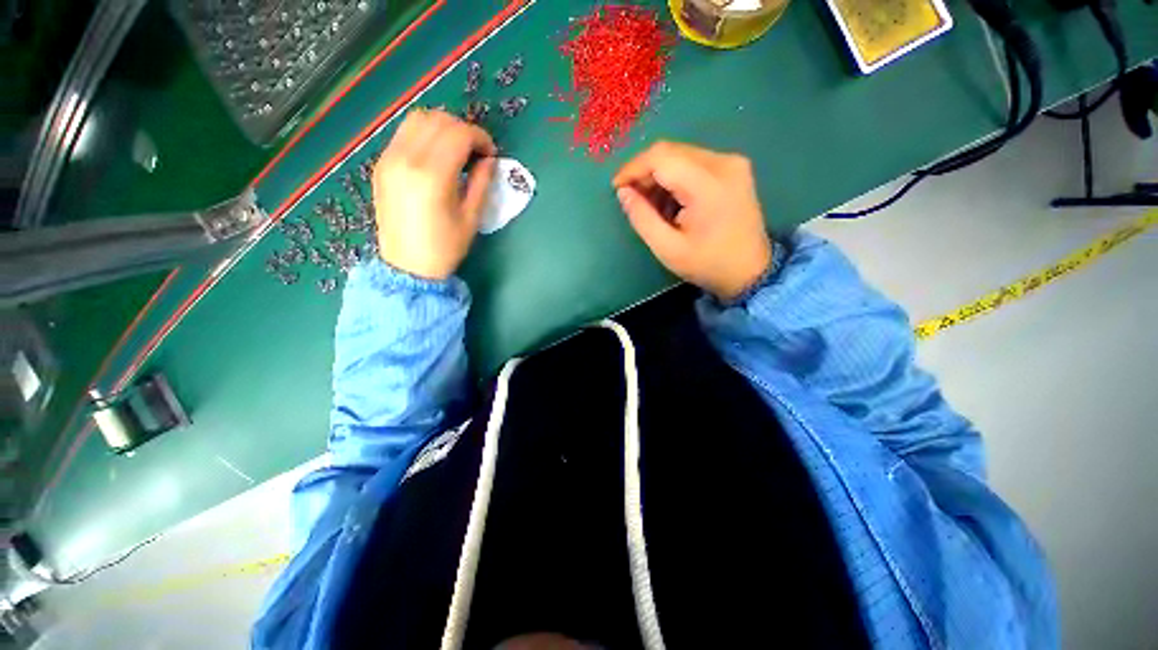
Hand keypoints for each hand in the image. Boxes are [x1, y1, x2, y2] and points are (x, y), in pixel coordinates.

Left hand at [372, 109, 496, 279]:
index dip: (480, 138)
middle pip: (437, 119)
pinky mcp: (381, 164)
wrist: (407, 266)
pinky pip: (404, 134)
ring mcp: (389, 159)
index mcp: (432, 175)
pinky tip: (435, 157)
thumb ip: (481, 183)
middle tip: (475, 152)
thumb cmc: (445, 247)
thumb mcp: (471, 218)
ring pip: (417, 119)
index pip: (458, 134)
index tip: (490, 154)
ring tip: (456, 151)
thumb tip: (488, 160)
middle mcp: (406, 158)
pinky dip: (424, 135)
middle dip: (463, 129)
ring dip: (442, 127)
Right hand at [613, 142, 771, 301]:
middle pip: (671, 152)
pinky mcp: (734, 168)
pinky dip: (675, 177)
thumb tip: (623, 192)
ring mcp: (732, 162)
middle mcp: (724, 162)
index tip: (618, 188)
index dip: (633, 168)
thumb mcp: (667, 248)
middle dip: (645, 172)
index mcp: (708, 184)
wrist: (751, 271)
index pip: (661, 157)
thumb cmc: (707, 264)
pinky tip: (670, 200)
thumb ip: (642, 218)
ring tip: (650, 203)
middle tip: (632, 198)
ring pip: (681, 155)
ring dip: (659, 175)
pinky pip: (694, 162)